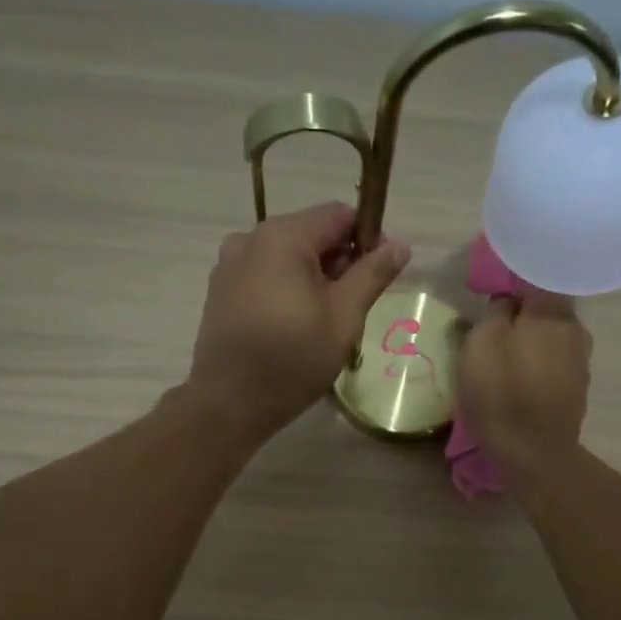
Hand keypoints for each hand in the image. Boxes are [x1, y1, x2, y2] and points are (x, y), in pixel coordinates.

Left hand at [186, 201, 410, 442]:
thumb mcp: (343, 318)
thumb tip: (400, 245)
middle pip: (310, 234)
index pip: (339, 215)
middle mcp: (250, 238)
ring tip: (324, 323)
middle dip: (339, 263)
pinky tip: (292, 329)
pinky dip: (286, 291)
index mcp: (282, 236)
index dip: (368, 238)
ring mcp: (229, 265)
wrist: (228, 404)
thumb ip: (372, 274)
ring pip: (287, 258)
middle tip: (354, 308)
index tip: (380, 276)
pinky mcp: (220, 291)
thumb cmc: (293, 359)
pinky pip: (264, 276)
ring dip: (313, 279)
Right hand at [457, 291, 591, 479]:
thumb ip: (495, 311)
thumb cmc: (502, 392)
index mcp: (553, 311)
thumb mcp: (482, 343)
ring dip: (530, 344)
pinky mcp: (577, 390)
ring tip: (504, 359)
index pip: (535, 278)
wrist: (534, 452)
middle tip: (492, 329)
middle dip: (522, 316)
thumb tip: (506, 300)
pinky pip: (554, 365)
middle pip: (545, 310)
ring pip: (551, 339)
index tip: (490, 294)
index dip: (511, 283)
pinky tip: (520, 382)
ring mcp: (580, 362)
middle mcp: (575, 329)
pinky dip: (538, 367)